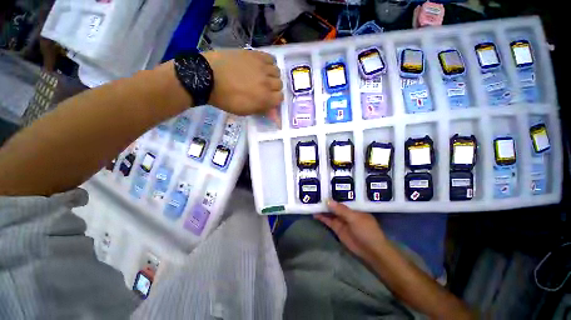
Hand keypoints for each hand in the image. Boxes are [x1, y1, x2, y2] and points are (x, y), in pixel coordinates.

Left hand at [202, 50, 282, 121]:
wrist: (208, 77)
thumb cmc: (226, 99)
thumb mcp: (244, 111)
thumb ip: (261, 110)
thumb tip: (274, 114)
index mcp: (264, 98)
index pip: (280, 98)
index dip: (275, 100)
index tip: (268, 99)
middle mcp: (267, 83)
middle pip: (280, 84)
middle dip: (273, 88)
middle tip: (263, 88)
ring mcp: (261, 67)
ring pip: (277, 71)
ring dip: (271, 75)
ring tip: (262, 76)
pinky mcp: (255, 55)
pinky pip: (270, 58)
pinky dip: (269, 63)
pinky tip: (261, 66)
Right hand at [315, 200, 386, 261]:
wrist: (371, 251)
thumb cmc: (366, 231)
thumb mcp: (354, 218)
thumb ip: (341, 210)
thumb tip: (327, 200)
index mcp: (353, 207)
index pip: (341, 198)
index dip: (333, 194)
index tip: (323, 188)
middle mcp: (346, 212)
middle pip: (334, 205)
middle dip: (325, 201)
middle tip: (314, 195)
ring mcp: (341, 220)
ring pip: (330, 212)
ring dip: (322, 209)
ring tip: (312, 203)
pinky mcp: (337, 229)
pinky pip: (328, 221)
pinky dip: (322, 218)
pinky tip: (314, 213)